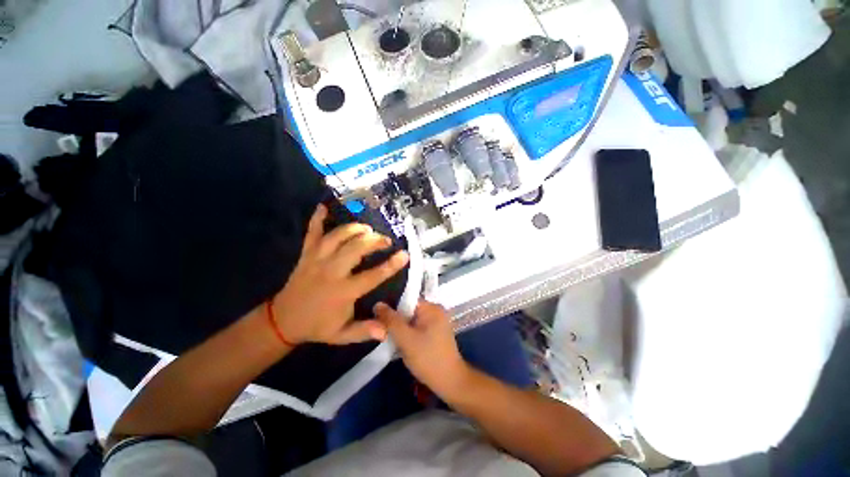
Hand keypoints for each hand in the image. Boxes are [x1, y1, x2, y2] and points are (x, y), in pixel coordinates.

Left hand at [271, 204, 408, 345]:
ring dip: (354, 229)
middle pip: (356, 249)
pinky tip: (323, 207)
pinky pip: (311, 233)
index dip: (391, 265)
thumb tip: (386, 330)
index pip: (372, 276)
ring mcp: (317, 260)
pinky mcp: (306, 254)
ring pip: (337, 237)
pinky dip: (317, 219)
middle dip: (374, 241)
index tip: (405, 254)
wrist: (282, 320)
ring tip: (367, 229)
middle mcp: (331, 272)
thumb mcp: (342, 335)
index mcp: (343, 292)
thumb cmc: (317, 326)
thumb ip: (364, 331)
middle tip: (385, 240)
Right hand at [374, 301, 469, 396]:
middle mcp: (436, 310)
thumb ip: (391, 321)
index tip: (378, 318)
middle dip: (396, 319)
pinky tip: (400, 342)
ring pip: (412, 320)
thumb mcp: (406, 339)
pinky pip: (417, 327)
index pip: (407, 299)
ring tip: (388, 336)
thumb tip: (377, 304)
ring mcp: (437, 322)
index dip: (392, 307)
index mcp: (432, 307)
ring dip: (401, 328)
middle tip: (381, 329)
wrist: (450, 381)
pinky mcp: (435, 333)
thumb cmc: (428, 358)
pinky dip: (408, 333)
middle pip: (409, 309)